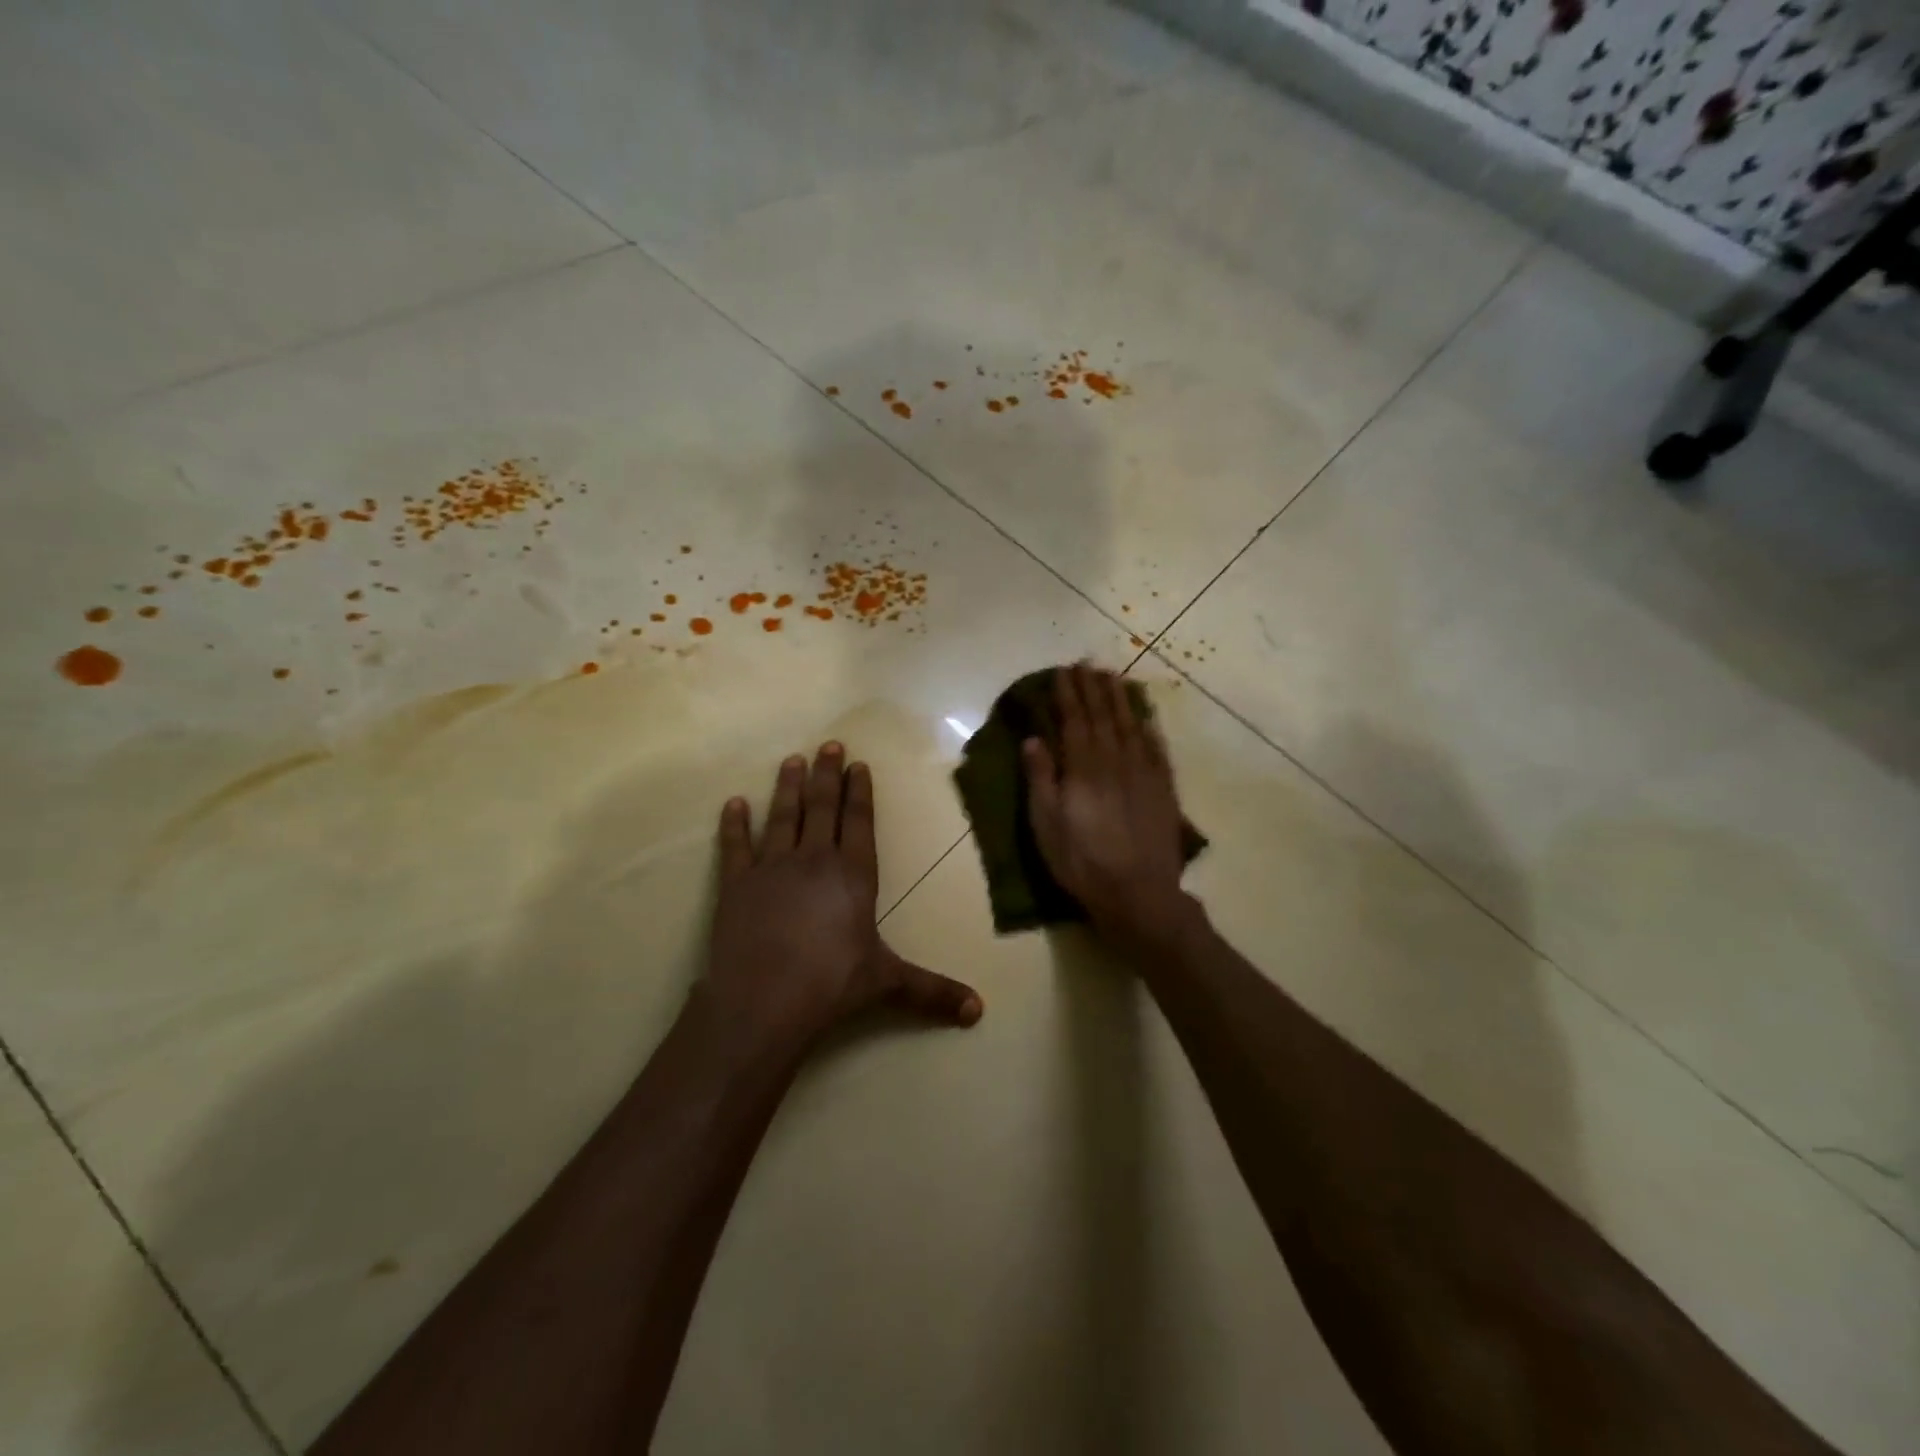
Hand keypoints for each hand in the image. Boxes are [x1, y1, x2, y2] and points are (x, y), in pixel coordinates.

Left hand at [701, 742, 982, 1054]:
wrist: (764, 1000)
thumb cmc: (832, 984)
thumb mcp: (887, 982)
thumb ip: (932, 991)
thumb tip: (979, 1011)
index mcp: (853, 875)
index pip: (859, 822)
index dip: (859, 792)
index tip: (857, 764)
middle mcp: (814, 859)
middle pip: (821, 807)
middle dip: (826, 775)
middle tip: (828, 744)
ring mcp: (772, 868)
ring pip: (782, 816)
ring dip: (787, 787)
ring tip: (792, 760)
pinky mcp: (736, 884)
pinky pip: (735, 846)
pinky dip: (734, 824)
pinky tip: (734, 804)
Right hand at [1024, 664, 1196, 945]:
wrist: (1139, 894)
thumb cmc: (1082, 862)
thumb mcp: (1046, 824)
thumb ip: (1040, 778)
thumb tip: (1033, 739)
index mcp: (1083, 768)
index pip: (1074, 720)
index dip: (1068, 694)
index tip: (1062, 672)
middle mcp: (1115, 761)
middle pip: (1103, 716)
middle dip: (1093, 688)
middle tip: (1087, 664)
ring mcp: (1143, 773)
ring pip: (1131, 726)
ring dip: (1120, 699)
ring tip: (1112, 677)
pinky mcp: (1163, 789)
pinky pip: (1157, 748)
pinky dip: (1149, 728)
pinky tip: (1145, 717)